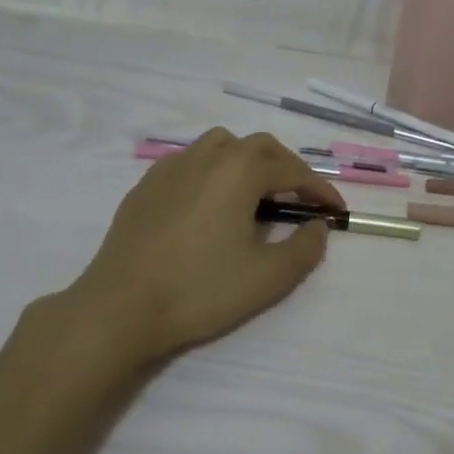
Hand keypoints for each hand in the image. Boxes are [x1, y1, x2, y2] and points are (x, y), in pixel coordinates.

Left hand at [51, 130, 345, 369]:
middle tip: (300, 198)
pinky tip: (208, 202)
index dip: (320, 189)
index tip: (336, 210)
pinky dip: (212, 171)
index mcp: (241, 170)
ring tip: (255, 193)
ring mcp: (173, 166)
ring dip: (248, 161)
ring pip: (222, 146)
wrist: (118, 308)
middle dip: (287, 168)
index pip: (293, 170)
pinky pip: (190, 162)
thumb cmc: (199, 289)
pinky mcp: (147, 184)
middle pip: (259, 147)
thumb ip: (304, 249)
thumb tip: (318, 227)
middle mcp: (209, 156)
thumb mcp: (267, 278)